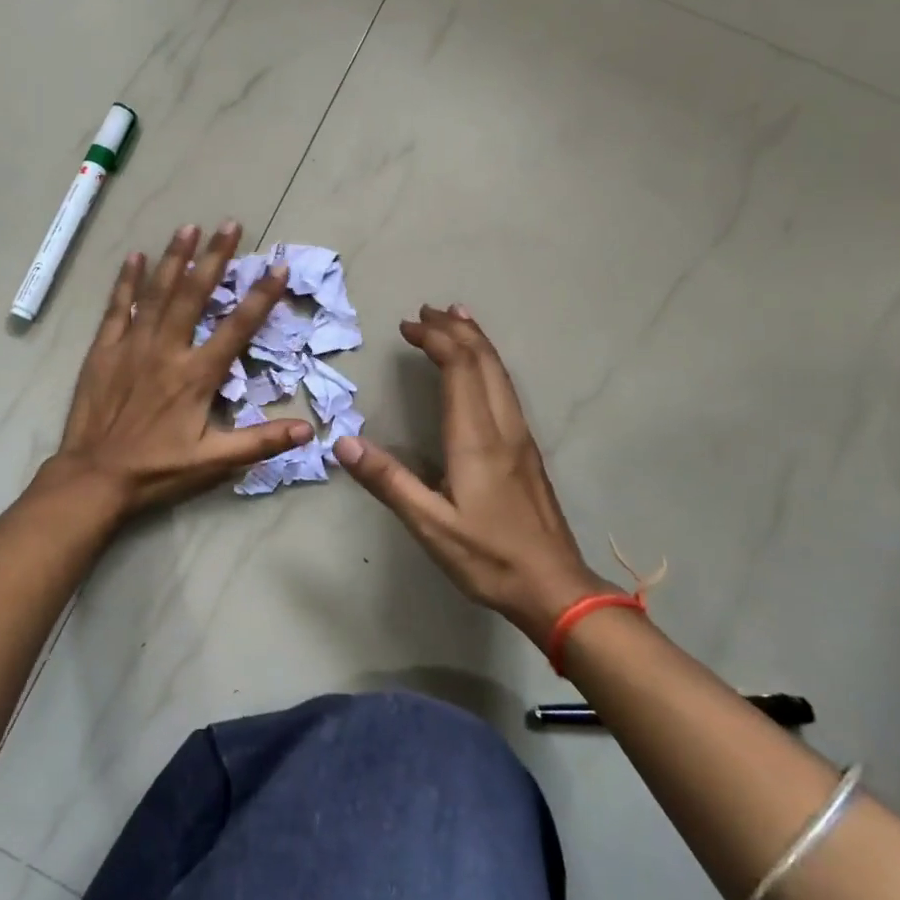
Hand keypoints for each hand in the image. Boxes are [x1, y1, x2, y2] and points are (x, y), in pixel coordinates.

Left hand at [47, 221, 313, 514]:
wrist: (94, 477)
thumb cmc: (157, 470)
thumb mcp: (214, 462)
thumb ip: (260, 442)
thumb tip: (307, 431)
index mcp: (196, 375)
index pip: (237, 327)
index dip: (261, 296)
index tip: (277, 267)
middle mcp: (167, 350)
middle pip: (194, 294)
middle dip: (214, 258)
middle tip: (230, 225)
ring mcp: (132, 346)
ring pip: (157, 292)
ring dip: (174, 258)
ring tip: (189, 227)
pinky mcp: (104, 350)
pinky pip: (117, 308)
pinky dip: (126, 281)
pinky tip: (134, 257)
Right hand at [333, 304, 612, 645]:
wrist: (556, 588)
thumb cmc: (489, 557)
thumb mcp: (429, 525)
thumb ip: (387, 481)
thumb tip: (342, 442)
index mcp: (477, 438)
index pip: (460, 368)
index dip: (435, 339)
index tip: (407, 326)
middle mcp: (503, 427)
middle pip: (484, 360)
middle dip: (456, 329)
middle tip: (426, 311)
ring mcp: (521, 438)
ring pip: (501, 372)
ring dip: (476, 341)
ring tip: (456, 318)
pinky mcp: (527, 451)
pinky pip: (506, 388)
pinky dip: (488, 363)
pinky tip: (481, 370)